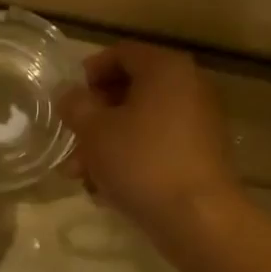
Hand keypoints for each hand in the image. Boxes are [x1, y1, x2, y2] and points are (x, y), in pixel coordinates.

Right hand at [55, 42, 240, 232]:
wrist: (198, 218)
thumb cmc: (141, 162)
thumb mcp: (94, 130)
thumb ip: (75, 105)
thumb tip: (69, 94)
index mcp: (165, 69)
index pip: (122, 53)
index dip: (90, 72)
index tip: (69, 99)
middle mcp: (189, 86)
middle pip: (131, 90)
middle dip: (95, 116)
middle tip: (71, 140)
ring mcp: (199, 122)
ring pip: (142, 123)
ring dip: (108, 143)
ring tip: (81, 175)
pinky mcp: (201, 154)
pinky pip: (158, 145)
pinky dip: (132, 159)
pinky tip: (107, 189)